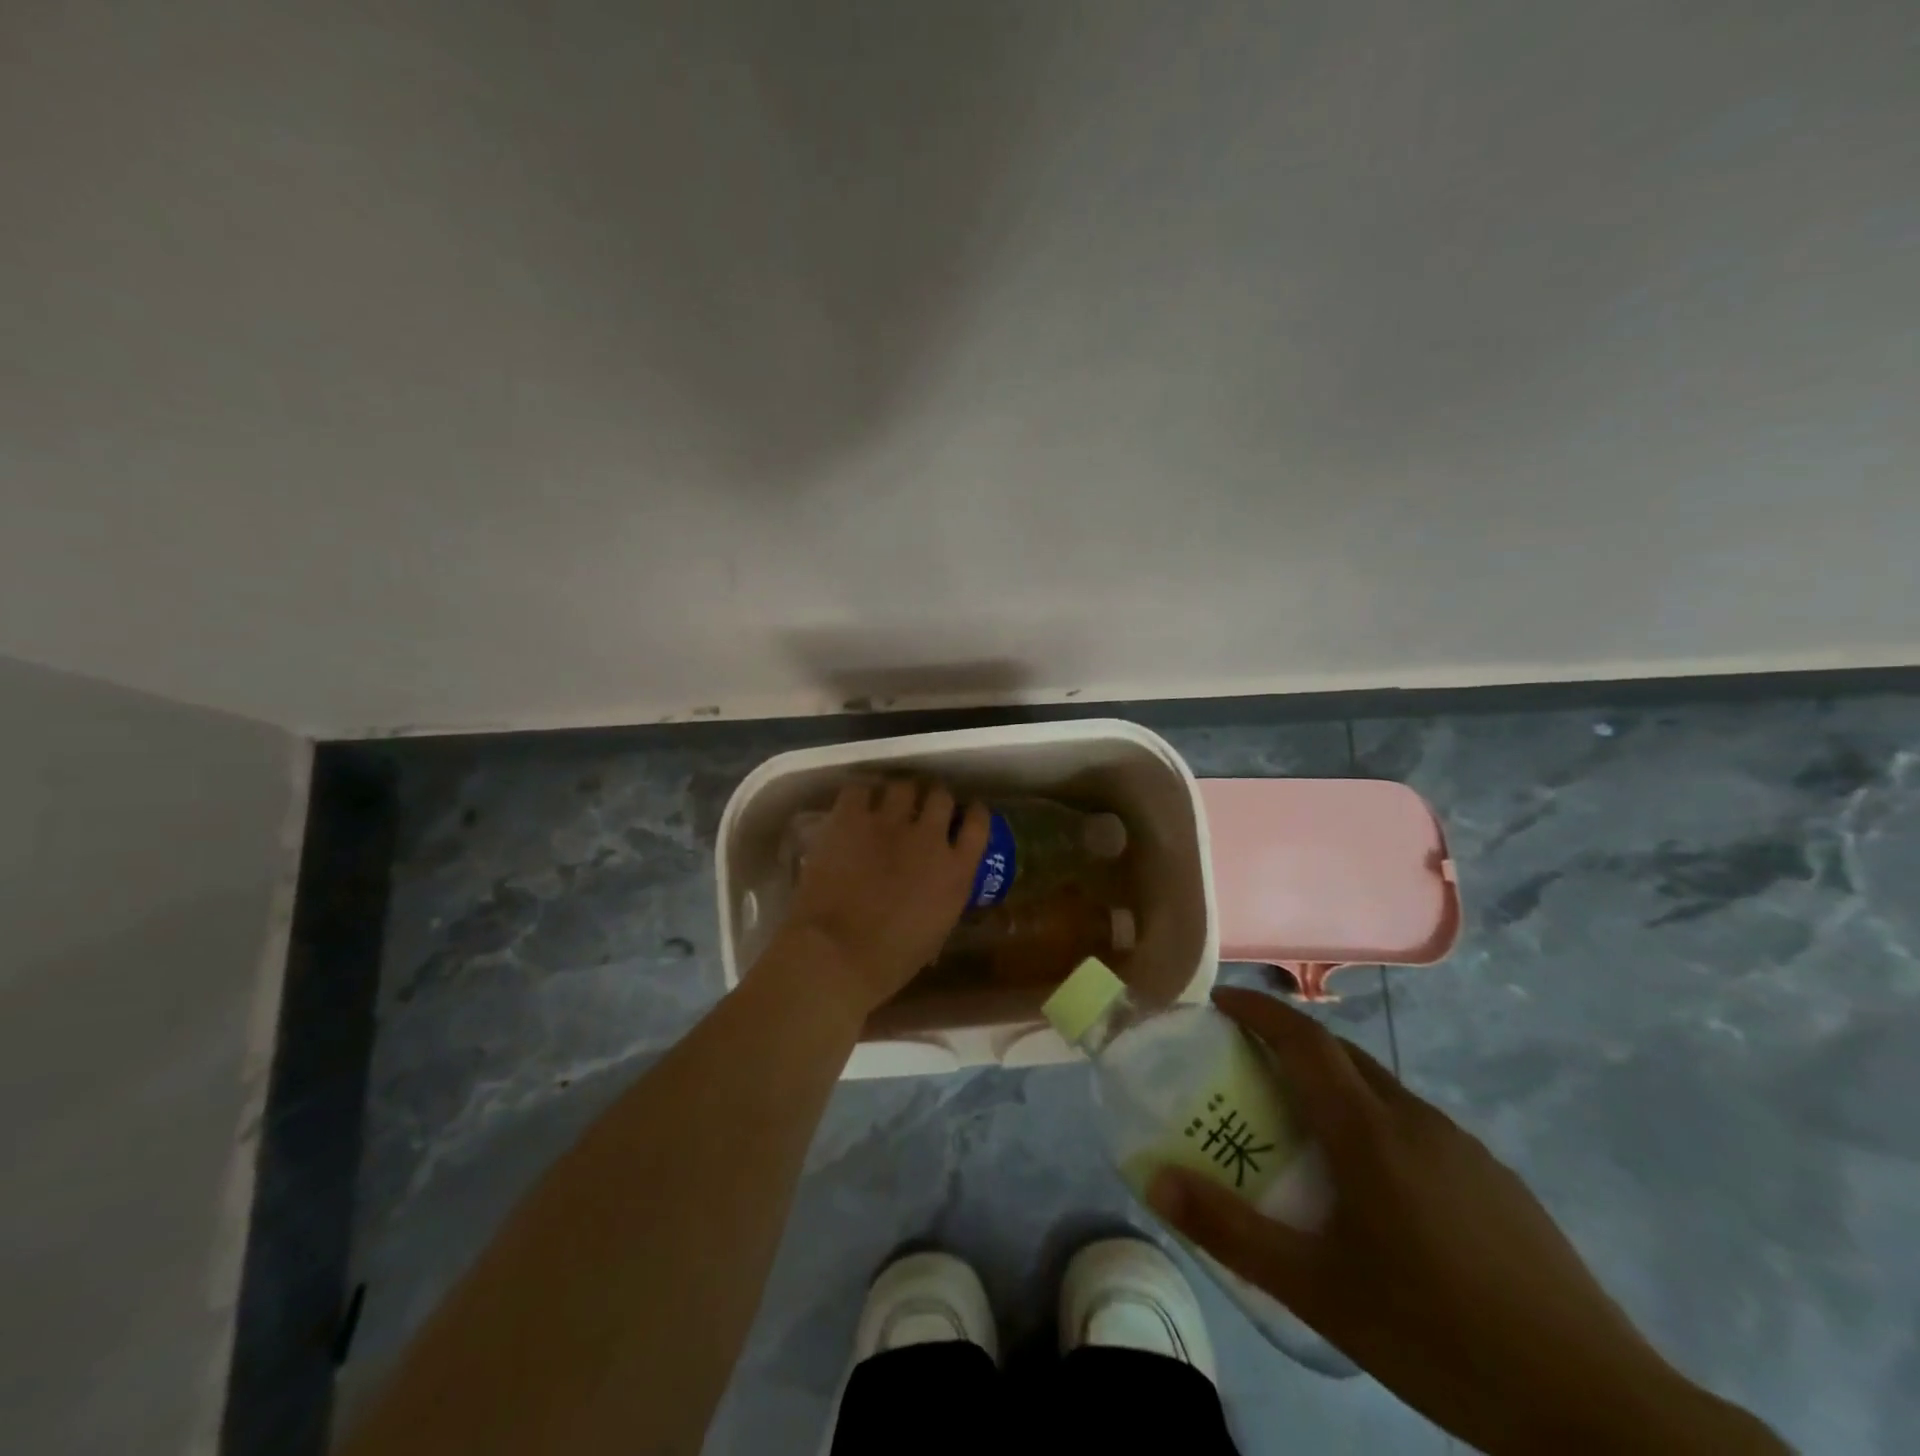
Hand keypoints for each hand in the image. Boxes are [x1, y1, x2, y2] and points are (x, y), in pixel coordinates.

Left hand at [764, 779, 988, 1018]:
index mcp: (956, 871)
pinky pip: (859, 790)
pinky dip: (859, 797)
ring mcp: (889, 823)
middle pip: (940, 796)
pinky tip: (854, 809)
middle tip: (921, 810)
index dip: (972, 813)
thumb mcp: (936, 932)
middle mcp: (929, 837)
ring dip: (899, 795)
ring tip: (887, 806)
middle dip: (933, 800)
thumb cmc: (889, 961)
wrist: (836, 954)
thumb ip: (944, 898)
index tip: (965, 813)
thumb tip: (937, 887)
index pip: (978, 823)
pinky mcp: (851, 818)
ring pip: (903, 786)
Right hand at [1148, 989, 1783, 1455]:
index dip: (1259, 1009)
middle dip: (1289, 1041)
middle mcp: (1415, 1119)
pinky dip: (1374, 1120)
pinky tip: (1377, 1187)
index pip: (1304, 1038)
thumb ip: (1231, 1232)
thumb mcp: (1318, 1291)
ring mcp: (1464, 1147)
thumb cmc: (1439, 1334)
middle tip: (1247, 1064)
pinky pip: (1415, 1124)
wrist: (1600, 1409)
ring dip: (1333, 1083)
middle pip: (1342, 1053)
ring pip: (1381, 1089)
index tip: (1220, 1003)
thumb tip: (1155, 1182)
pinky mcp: (1496, 1180)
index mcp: (1369, 1131)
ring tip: (1303, 1127)